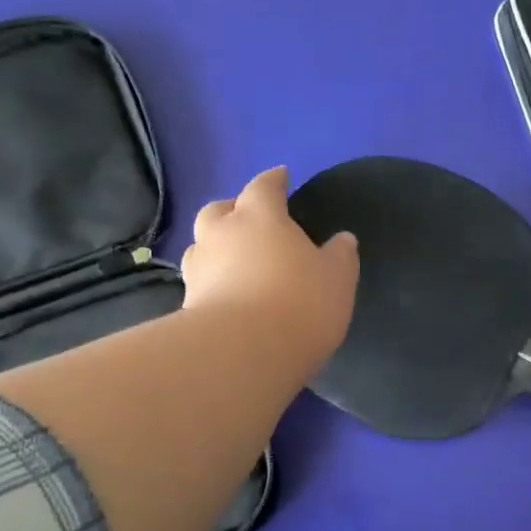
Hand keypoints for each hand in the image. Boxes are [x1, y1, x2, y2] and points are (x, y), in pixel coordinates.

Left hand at [181, 166, 358, 377]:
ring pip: (201, 246)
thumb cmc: (299, 303)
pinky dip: (210, 282)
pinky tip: (224, 294)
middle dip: (232, 210)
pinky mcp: (186, 305)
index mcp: (259, 216)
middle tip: (247, 219)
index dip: (274, 180)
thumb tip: (343, 239)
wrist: (242, 353)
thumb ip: (340, 255)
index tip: (281, 176)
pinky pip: (199, 282)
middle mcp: (221, 233)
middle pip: (219, 210)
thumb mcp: (336, 278)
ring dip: (215, 246)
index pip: (264, 186)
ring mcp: (198, 269)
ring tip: (232, 260)